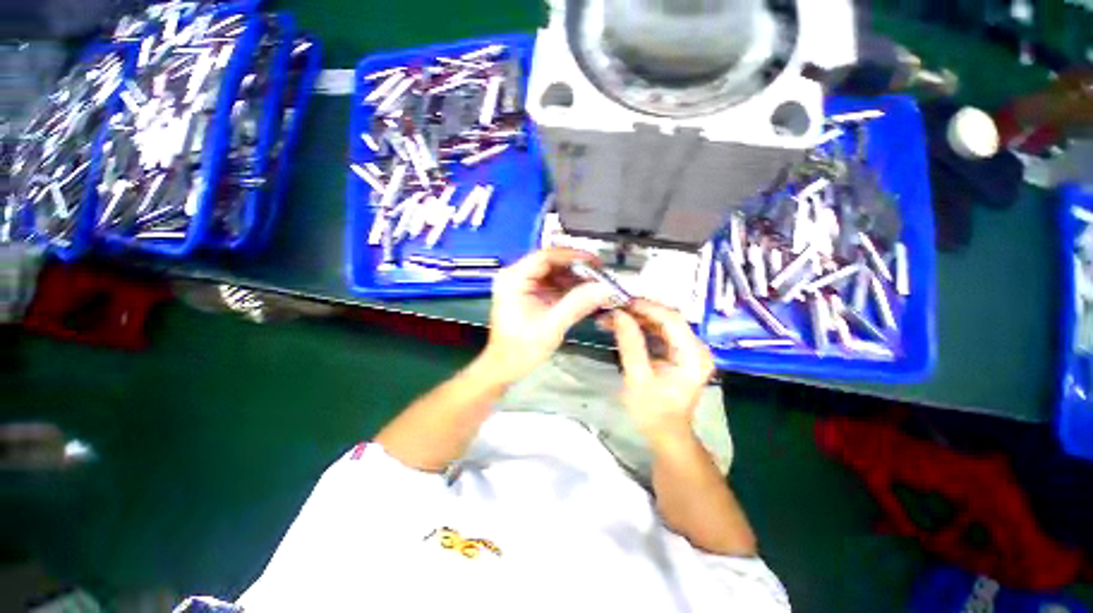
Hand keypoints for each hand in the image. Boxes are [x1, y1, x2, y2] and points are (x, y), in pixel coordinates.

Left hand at [481, 249, 613, 382]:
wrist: (505, 366)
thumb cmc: (521, 349)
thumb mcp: (551, 326)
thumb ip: (577, 304)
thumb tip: (603, 288)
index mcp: (513, 279)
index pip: (545, 256)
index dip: (572, 256)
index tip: (594, 261)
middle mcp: (515, 276)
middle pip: (550, 262)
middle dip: (576, 268)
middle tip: (599, 274)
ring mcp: (521, 284)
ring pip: (553, 272)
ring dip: (574, 277)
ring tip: (595, 284)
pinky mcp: (528, 293)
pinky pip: (551, 283)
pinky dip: (568, 287)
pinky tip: (584, 292)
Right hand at [609, 300, 714, 445]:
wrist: (665, 434)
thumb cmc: (652, 412)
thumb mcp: (637, 378)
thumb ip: (630, 344)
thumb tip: (618, 314)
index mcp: (693, 356)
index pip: (672, 320)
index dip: (647, 308)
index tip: (621, 303)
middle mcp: (697, 347)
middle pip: (667, 319)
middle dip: (638, 312)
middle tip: (612, 310)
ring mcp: (689, 349)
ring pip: (661, 323)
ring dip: (636, 319)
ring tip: (611, 318)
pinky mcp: (679, 352)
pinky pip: (659, 332)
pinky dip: (640, 328)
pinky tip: (622, 327)